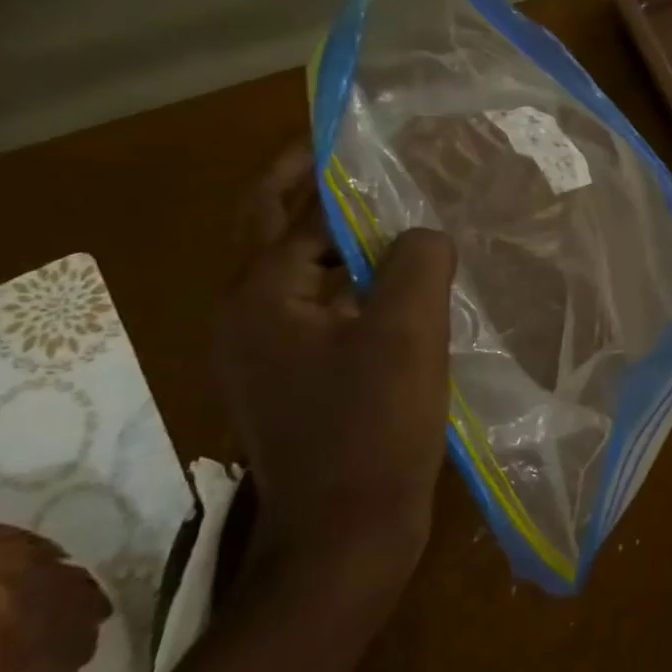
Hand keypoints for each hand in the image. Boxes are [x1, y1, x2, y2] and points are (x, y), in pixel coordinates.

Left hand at [214, 147, 455, 592]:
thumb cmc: (371, 430)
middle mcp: (248, 317)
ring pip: (306, 274)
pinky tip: (406, 288)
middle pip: (278, 231)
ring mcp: (269, 353)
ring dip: (345, 241)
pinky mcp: (297, 381)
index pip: (292, 207)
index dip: (327, 165)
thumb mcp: (405, 334)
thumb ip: (416, 262)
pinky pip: (325, 312)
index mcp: (260, 297)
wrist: (344, 537)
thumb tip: (423, 234)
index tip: (367, 134)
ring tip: (404, 219)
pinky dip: (357, 286)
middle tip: (375, 163)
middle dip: (319, 191)